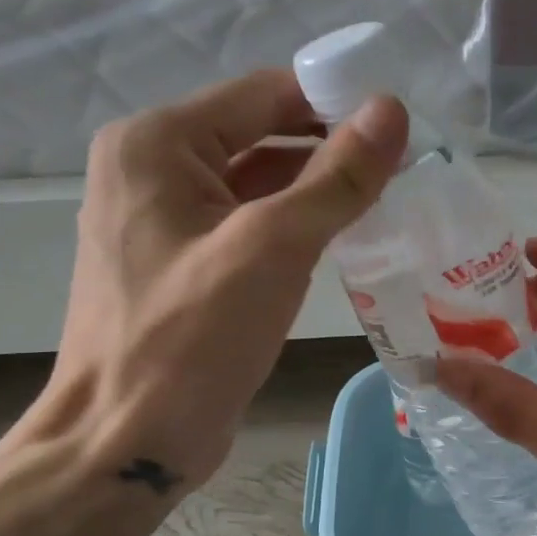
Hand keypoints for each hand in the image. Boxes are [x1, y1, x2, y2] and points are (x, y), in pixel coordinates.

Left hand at [0, 72, 406, 535]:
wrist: (128, 441)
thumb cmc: (191, 339)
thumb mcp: (273, 248)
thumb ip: (336, 178)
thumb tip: (392, 111)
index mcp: (158, 144)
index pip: (265, 94)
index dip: (338, 104)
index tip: (405, 129)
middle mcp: (154, 168)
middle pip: (262, 135)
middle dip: (333, 151)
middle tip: (408, 171)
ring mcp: (166, 220)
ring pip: (260, 184)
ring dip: (319, 192)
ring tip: (391, 203)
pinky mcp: (186, 265)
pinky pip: (251, 226)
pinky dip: (297, 228)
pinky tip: (346, 242)